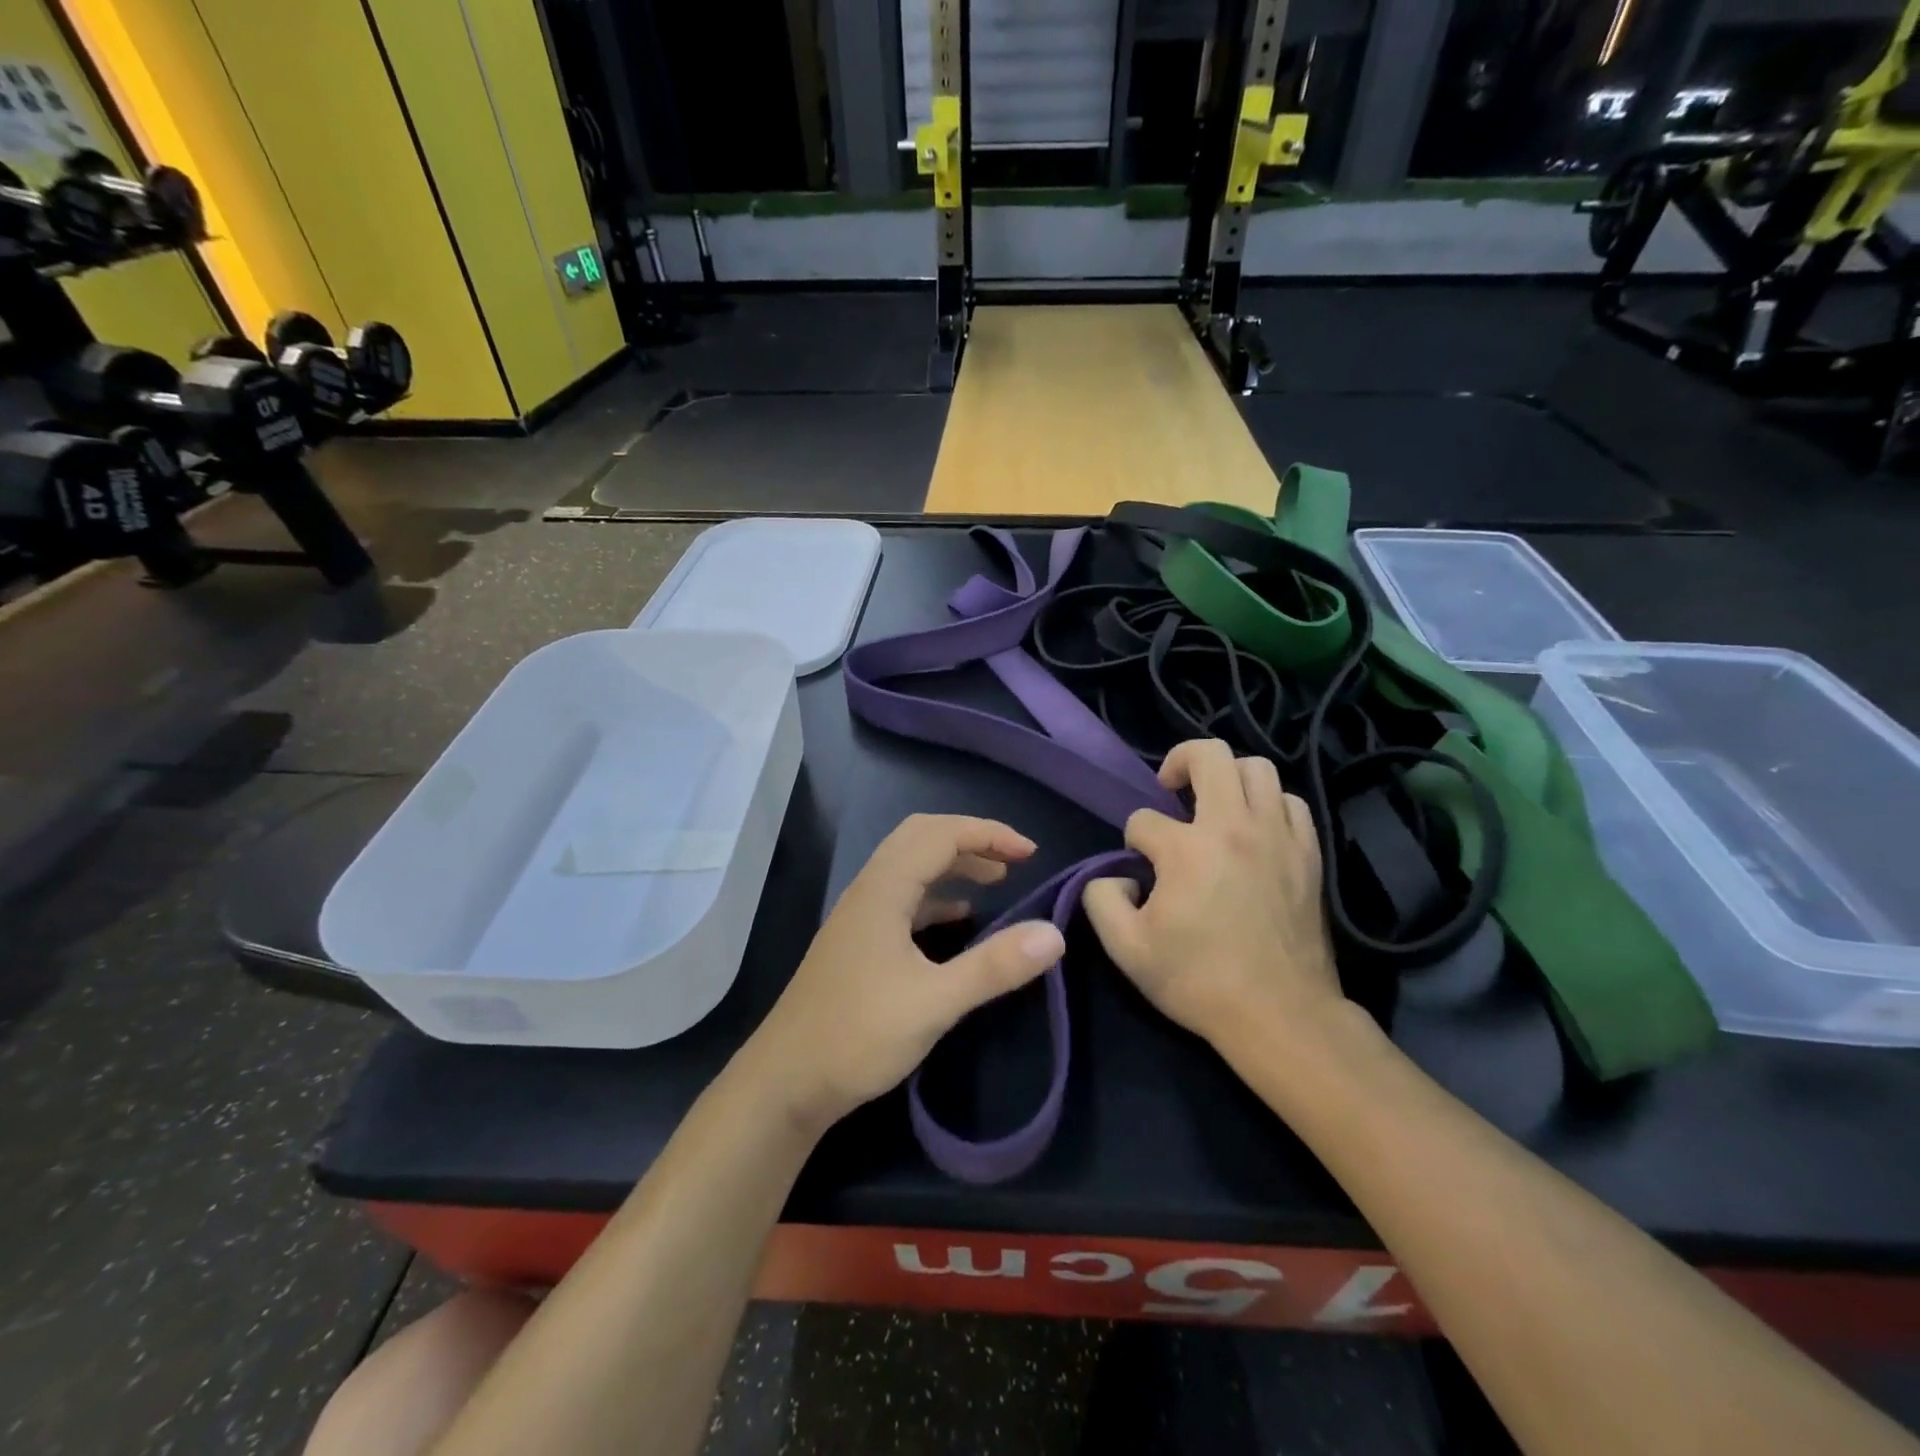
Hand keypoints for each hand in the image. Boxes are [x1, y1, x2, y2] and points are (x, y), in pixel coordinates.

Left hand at [749, 814, 1066, 1134]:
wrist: (787, 1081)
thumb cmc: (858, 1035)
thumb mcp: (935, 1002)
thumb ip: (995, 966)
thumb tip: (1054, 935)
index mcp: (883, 889)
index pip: (940, 834)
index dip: (988, 833)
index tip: (1031, 853)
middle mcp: (869, 890)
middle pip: (921, 838)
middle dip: (970, 840)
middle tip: (1013, 860)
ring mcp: (860, 916)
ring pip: (910, 867)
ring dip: (953, 865)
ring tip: (995, 881)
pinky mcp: (858, 942)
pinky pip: (903, 898)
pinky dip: (936, 896)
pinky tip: (957, 919)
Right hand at [1082, 739, 1342, 1050]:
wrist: (1279, 1015)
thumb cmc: (1198, 981)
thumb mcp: (1126, 948)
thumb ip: (1101, 899)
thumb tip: (1113, 876)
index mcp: (1186, 849)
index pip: (1144, 820)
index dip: (1133, 841)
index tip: (1140, 872)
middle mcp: (1234, 826)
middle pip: (1208, 755)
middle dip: (1179, 761)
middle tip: (1170, 789)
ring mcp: (1277, 835)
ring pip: (1257, 768)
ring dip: (1228, 776)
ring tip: (1214, 805)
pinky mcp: (1308, 853)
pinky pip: (1290, 802)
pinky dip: (1268, 803)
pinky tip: (1254, 827)